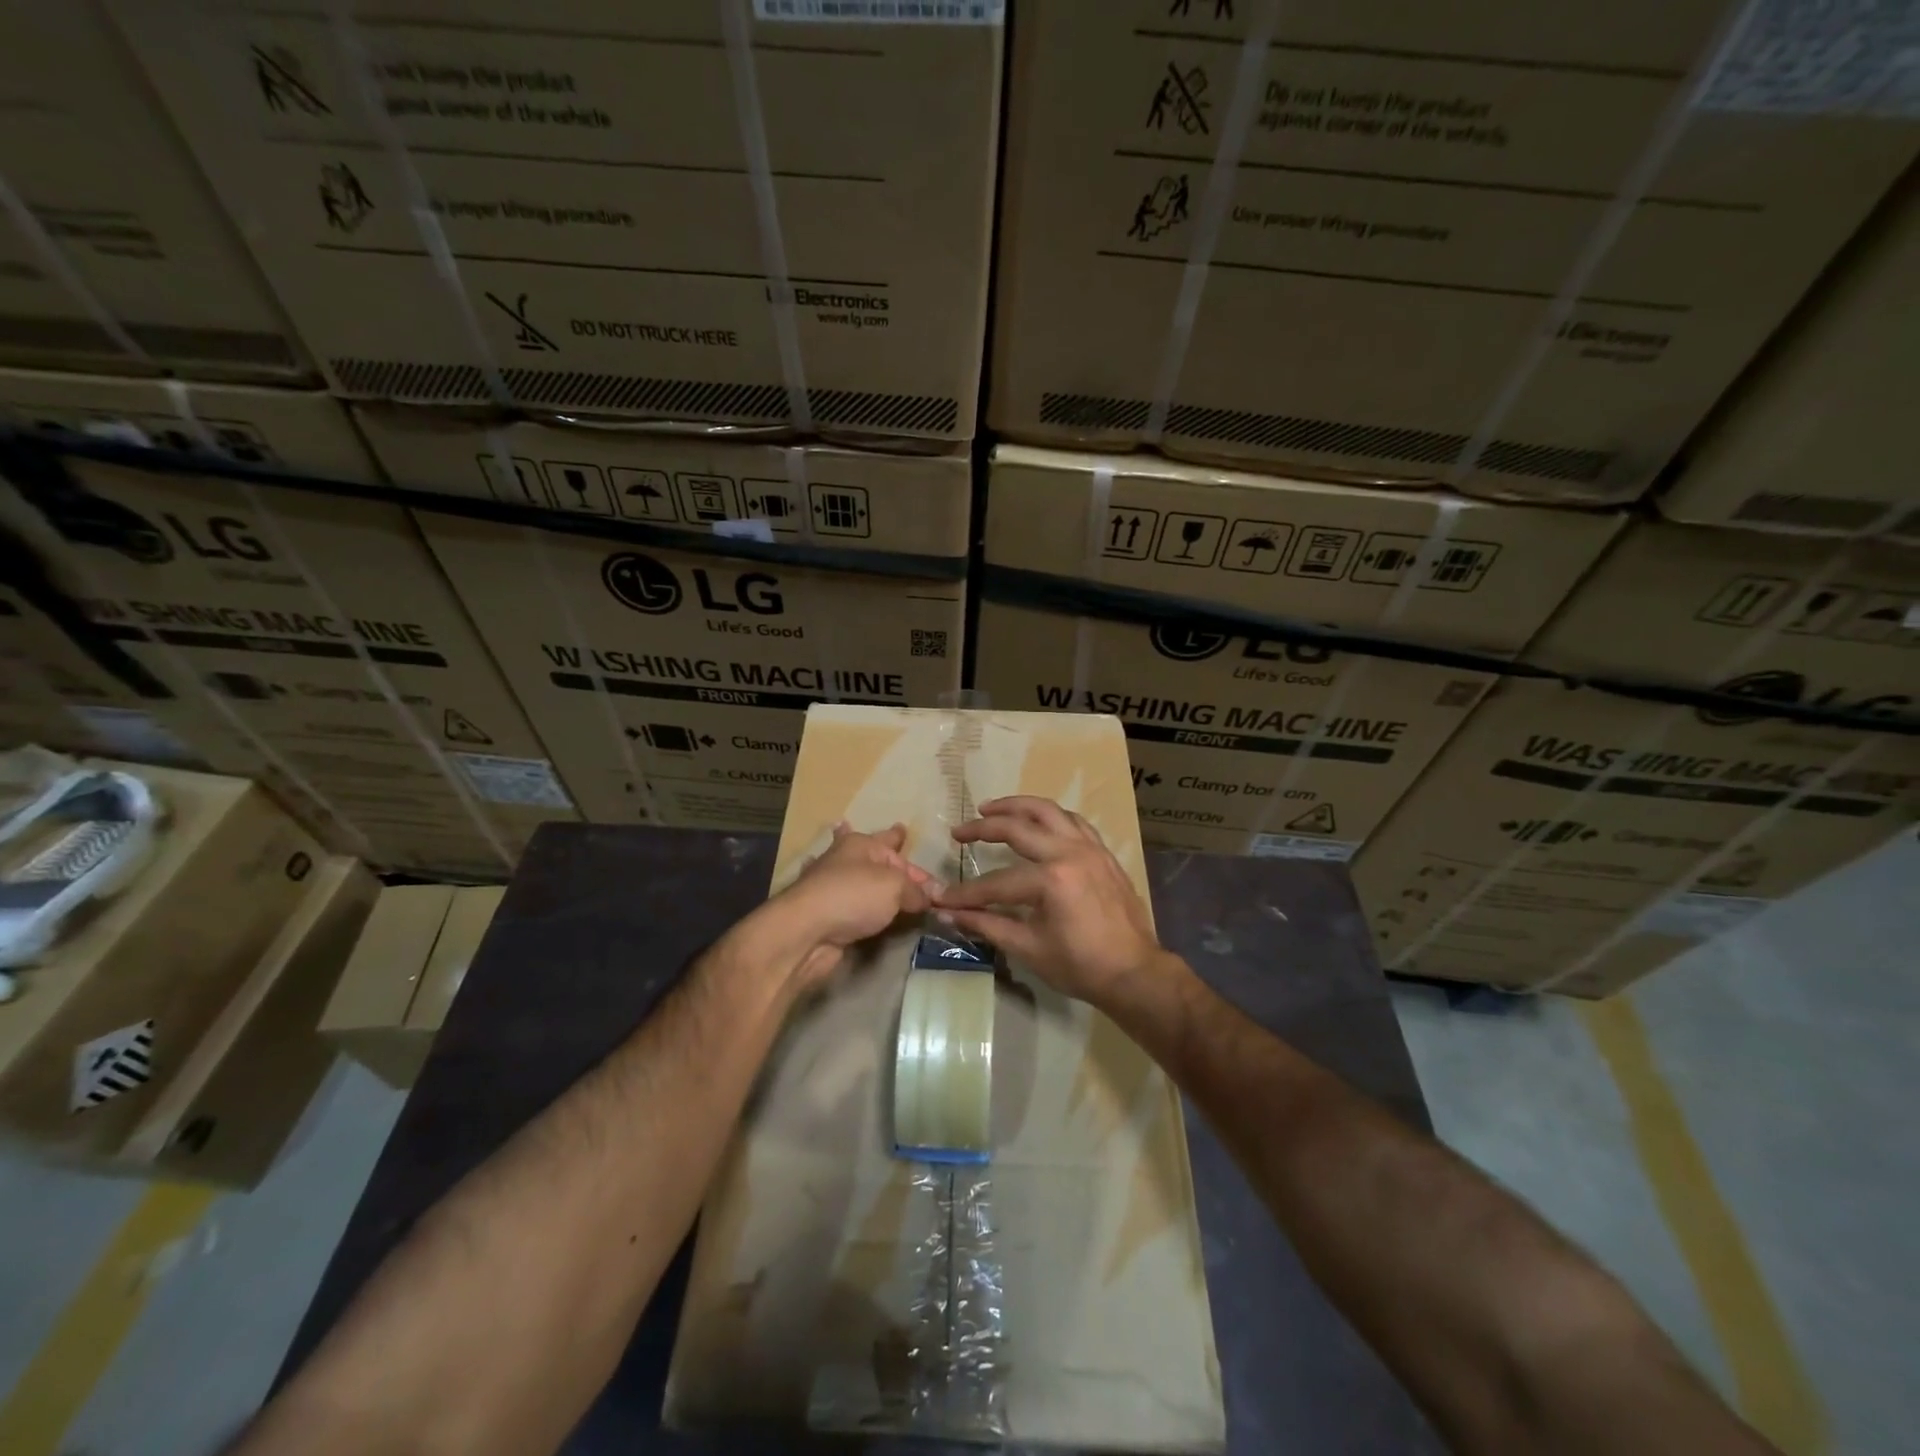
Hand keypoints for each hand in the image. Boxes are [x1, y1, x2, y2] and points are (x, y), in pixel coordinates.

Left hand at [749, 822, 933, 994]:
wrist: (807, 932)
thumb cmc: (853, 896)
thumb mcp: (895, 886)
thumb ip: (916, 890)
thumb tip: (930, 898)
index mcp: (861, 845)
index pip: (893, 843)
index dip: (907, 847)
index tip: (914, 846)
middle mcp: (845, 862)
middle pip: (873, 855)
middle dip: (883, 845)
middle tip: (895, 833)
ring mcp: (833, 888)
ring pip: (860, 879)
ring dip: (869, 875)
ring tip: (880, 869)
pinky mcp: (828, 916)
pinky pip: (854, 906)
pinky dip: (860, 904)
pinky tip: (860, 904)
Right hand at [934, 796, 1168, 1005]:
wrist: (1134, 972)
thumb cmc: (1080, 965)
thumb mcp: (1028, 948)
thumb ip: (986, 925)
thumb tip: (948, 915)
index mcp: (1051, 879)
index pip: (996, 882)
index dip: (966, 893)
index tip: (942, 898)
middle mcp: (1070, 853)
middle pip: (1018, 828)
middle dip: (983, 828)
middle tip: (959, 831)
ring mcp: (1090, 848)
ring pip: (1048, 811)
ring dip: (1017, 806)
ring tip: (991, 808)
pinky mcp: (1102, 852)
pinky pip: (1073, 821)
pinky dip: (1050, 816)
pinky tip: (1036, 821)